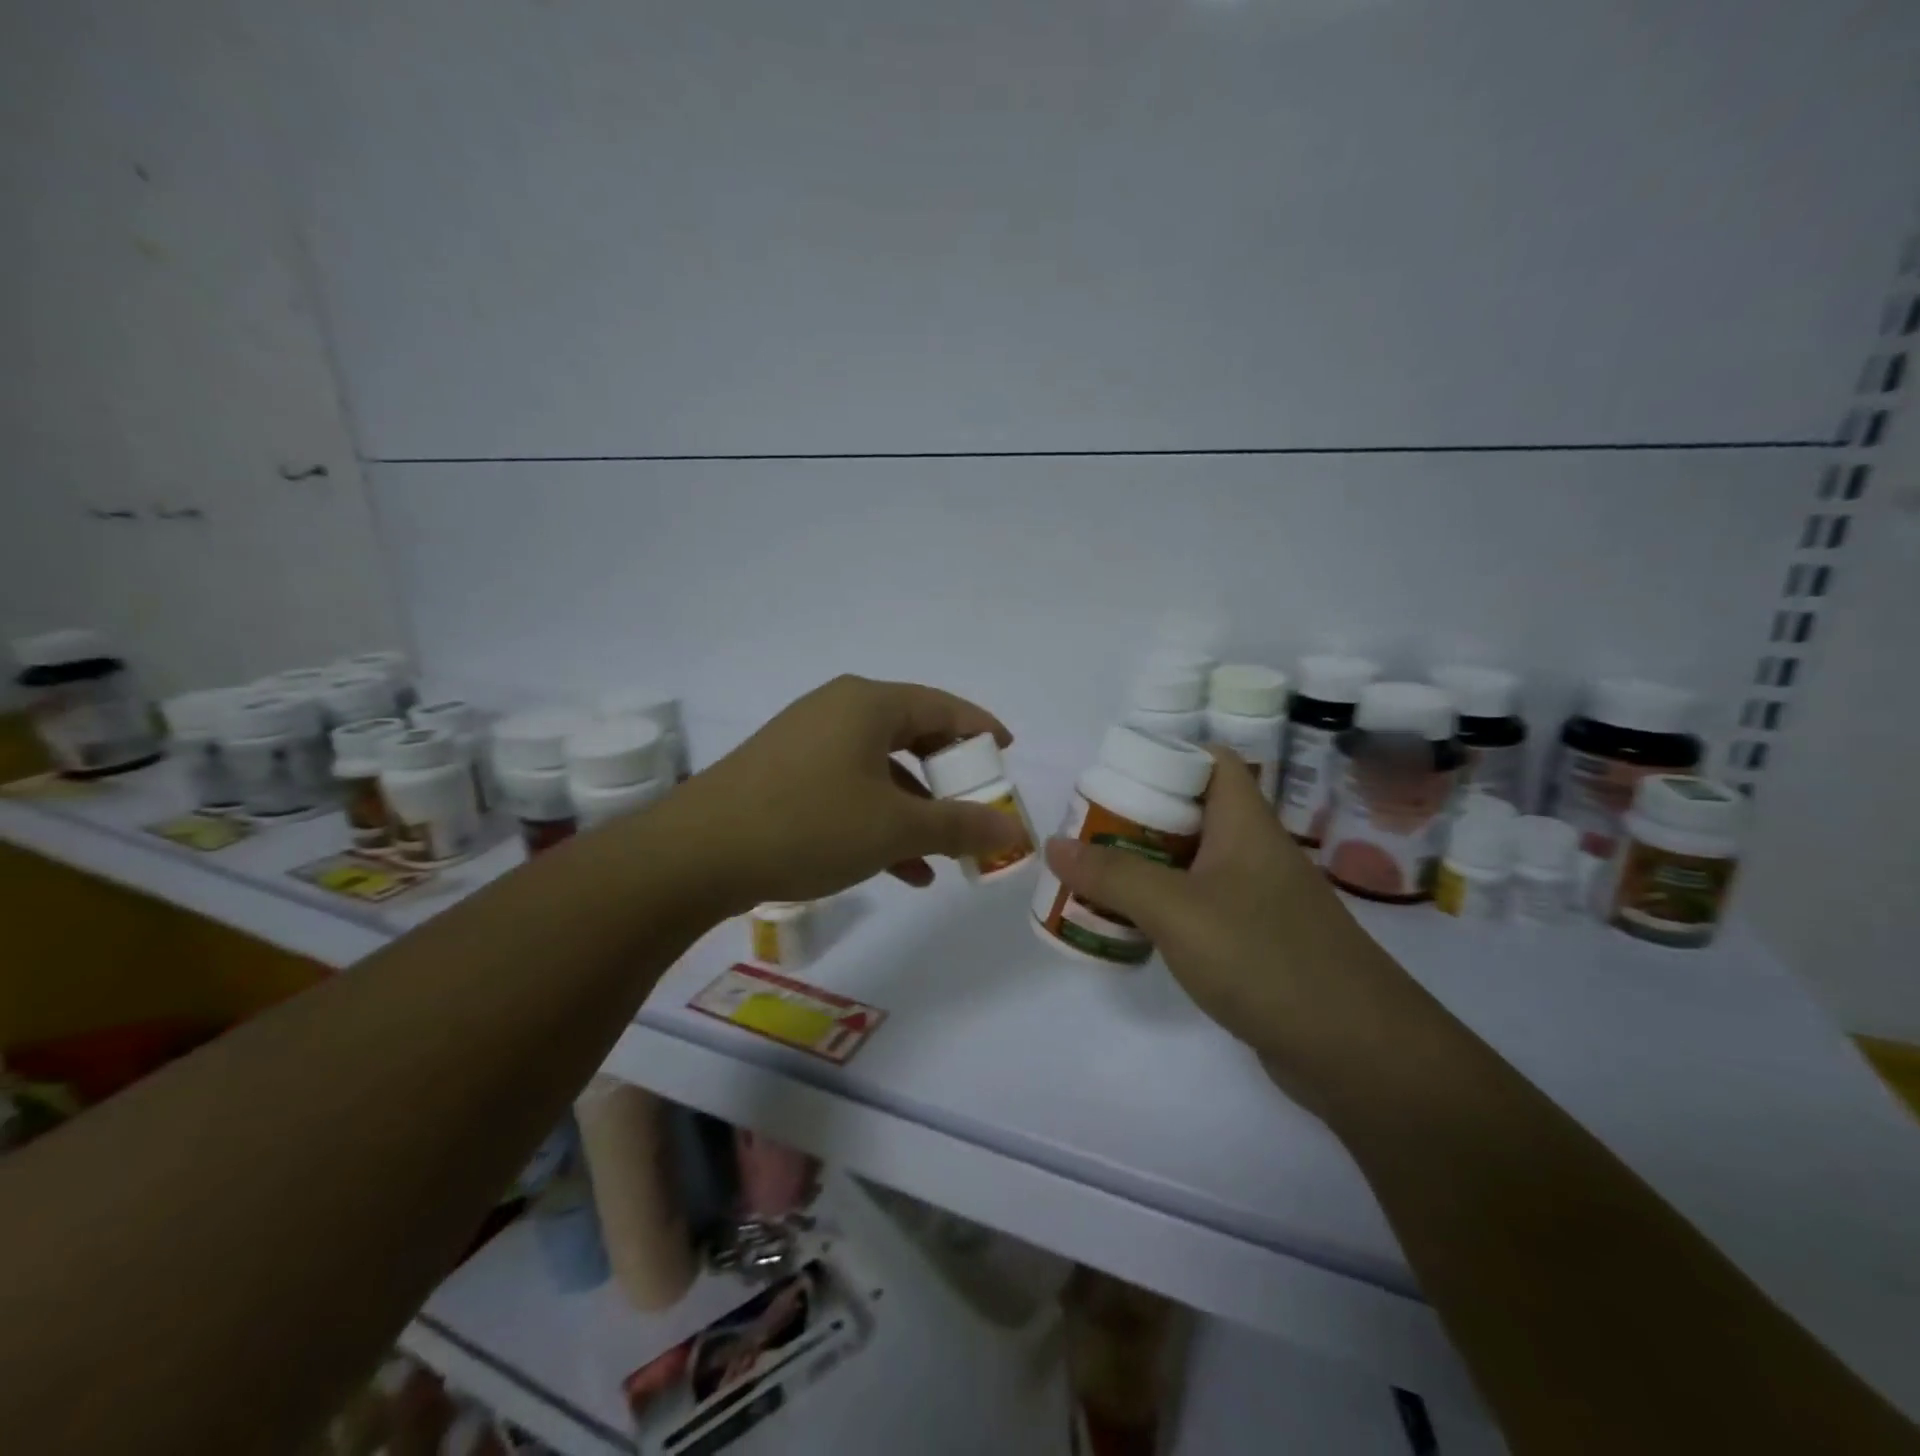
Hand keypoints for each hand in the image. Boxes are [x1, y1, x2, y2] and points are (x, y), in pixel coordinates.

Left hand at [675, 675, 1028, 909]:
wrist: (696, 854)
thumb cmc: (808, 825)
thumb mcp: (894, 829)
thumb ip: (959, 826)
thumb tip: (1013, 829)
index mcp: (868, 704)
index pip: (943, 706)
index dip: (981, 729)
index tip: (1008, 753)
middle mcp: (838, 711)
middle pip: (912, 735)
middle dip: (948, 777)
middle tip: (976, 804)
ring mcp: (806, 741)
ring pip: (880, 769)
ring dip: (915, 810)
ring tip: (942, 855)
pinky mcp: (784, 774)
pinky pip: (848, 788)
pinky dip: (878, 820)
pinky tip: (899, 868)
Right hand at [1041, 745, 1421, 1105]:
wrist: (1359, 1053)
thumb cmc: (1265, 957)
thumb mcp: (1176, 909)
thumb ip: (1113, 875)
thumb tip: (1054, 843)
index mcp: (1244, 824)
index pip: (1211, 761)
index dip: (1165, 757)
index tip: (1113, 777)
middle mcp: (1253, 853)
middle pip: (1191, 814)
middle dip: (1137, 819)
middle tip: (1085, 833)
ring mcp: (1258, 901)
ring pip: (1192, 865)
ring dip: (1145, 868)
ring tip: (1093, 878)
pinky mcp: (1256, 944)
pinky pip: (1200, 909)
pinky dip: (1164, 911)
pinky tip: (1132, 929)